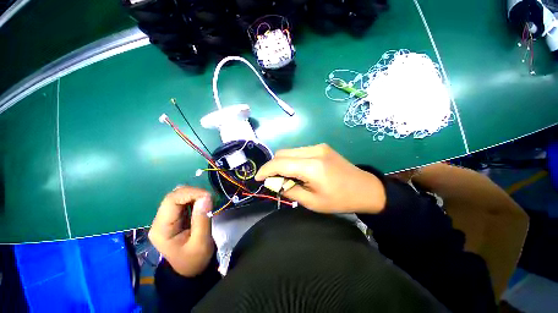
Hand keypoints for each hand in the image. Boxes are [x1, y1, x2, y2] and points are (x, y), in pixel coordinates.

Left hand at [149, 186, 213, 276]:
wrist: (190, 270)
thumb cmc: (195, 260)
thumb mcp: (201, 242)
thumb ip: (202, 219)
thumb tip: (206, 196)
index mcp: (161, 229)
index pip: (172, 200)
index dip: (191, 193)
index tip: (208, 196)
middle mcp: (160, 221)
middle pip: (174, 196)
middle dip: (193, 193)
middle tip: (209, 198)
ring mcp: (166, 218)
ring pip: (178, 196)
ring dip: (194, 195)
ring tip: (207, 201)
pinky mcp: (174, 217)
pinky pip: (183, 201)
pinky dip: (194, 199)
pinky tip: (202, 204)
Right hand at [255, 144, 385, 213]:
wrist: (366, 188)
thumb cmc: (340, 200)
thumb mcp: (312, 202)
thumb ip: (290, 190)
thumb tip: (274, 183)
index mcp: (312, 166)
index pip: (280, 163)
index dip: (266, 170)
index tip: (258, 178)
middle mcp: (314, 151)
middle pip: (282, 153)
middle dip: (273, 166)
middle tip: (274, 181)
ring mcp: (318, 146)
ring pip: (290, 151)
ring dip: (282, 163)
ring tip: (287, 177)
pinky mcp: (321, 147)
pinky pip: (298, 151)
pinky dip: (292, 160)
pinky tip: (298, 171)